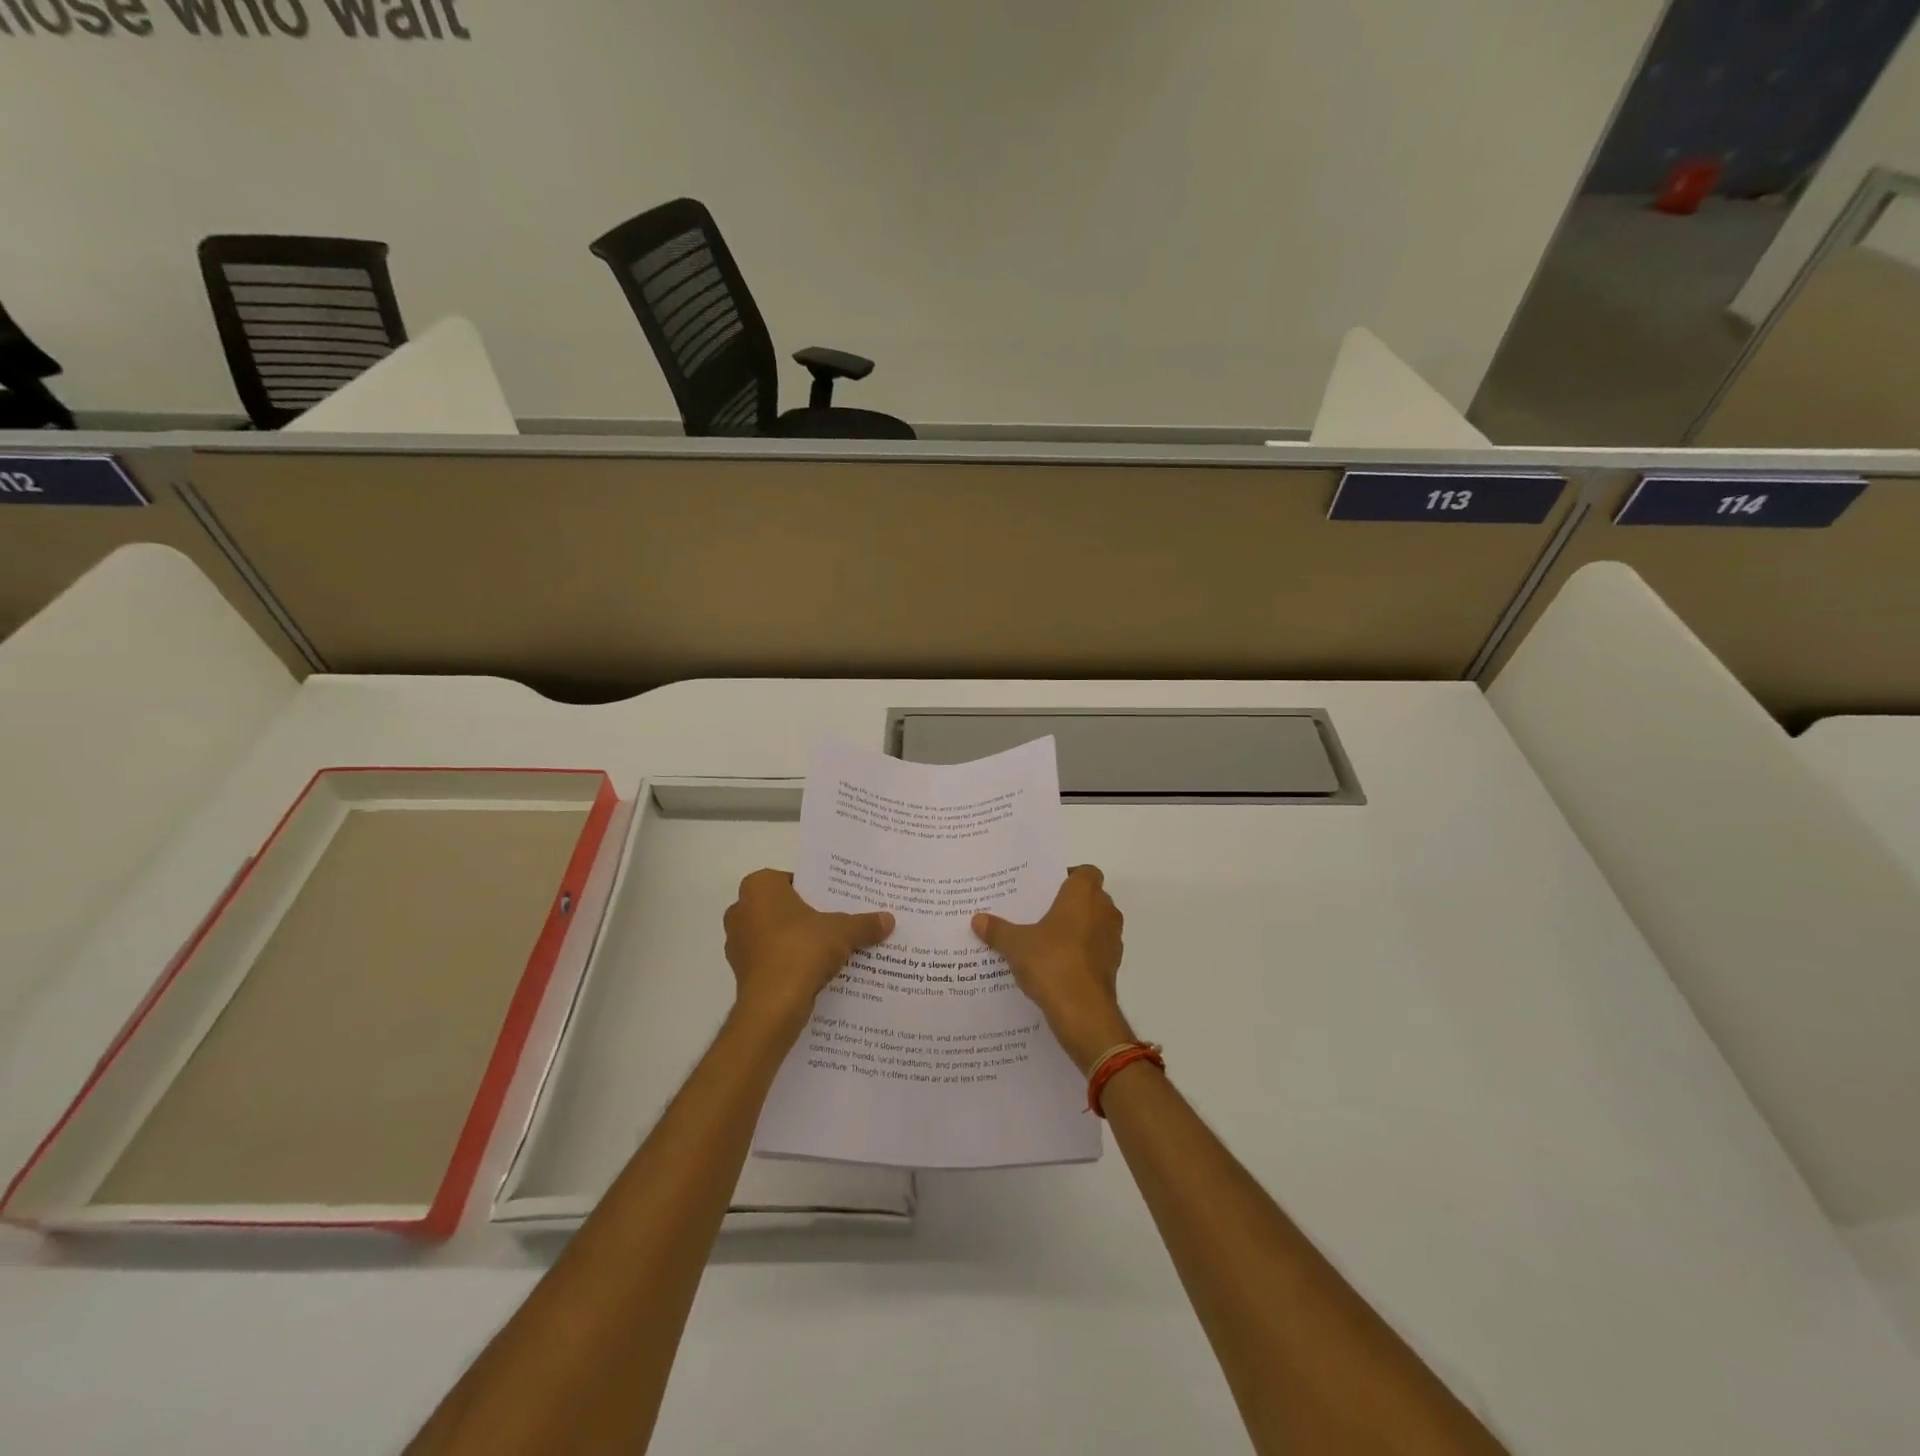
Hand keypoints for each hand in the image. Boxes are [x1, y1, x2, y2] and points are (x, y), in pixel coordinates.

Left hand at [723, 870, 893, 1035]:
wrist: (772, 1007)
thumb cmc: (801, 951)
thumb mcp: (843, 932)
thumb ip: (864, 923)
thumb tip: (889, 920)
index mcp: (760, 887)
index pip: (794, 880)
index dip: (818, 891)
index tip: (838, 903)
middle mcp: (741, 909)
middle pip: (785, 907)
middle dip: (808, 916)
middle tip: (838, 923)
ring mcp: (738, 942)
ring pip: (776, 934)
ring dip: (798, 941)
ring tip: (831, 949)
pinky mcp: (741, 971)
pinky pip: (771, 959)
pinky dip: (789, 963)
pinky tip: (815, 972)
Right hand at [973, 865, 1131, 1072]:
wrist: (1083, 1012)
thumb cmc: (1052, 962)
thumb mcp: (1016, 944)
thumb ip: (997, 930)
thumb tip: (977, 919)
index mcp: (1083, 895)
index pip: (1086, 872)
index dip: (1068, 877)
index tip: (1046, 889)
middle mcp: (1104, 911)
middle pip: (1090, 897)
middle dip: (1069, 903)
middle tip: (1039, 912)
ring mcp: (1112, 940)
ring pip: (1095, 924)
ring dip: (1077, 929)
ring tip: (1045, 939)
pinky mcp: (1112, 966)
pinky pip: (1095, 949)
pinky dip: (1081, 952)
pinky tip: (1056, 965)